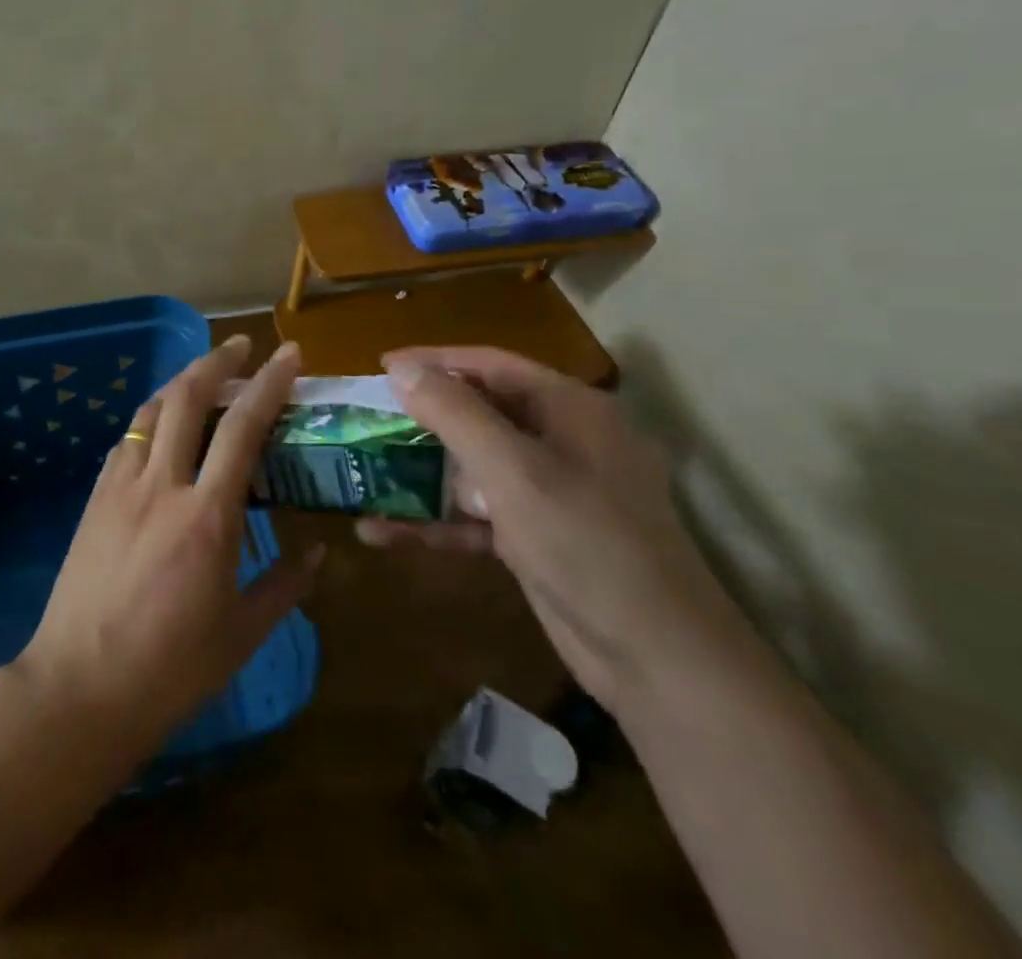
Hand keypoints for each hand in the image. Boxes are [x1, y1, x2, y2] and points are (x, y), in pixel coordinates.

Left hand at [16, 334, 324, 752]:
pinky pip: (127, 440)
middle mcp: (162, 485)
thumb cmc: (170, 669)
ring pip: (151, 410)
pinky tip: (162, 429)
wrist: (79, 687)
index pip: (243, 427)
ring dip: (180, 382)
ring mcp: (121, 486)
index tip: (289, 355)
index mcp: (207, 516)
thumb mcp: (242, 635)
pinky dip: (151, 419)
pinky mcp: (95, 498)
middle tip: (240, 346)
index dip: (269, 383)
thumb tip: (318, 554)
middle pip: (187, 397)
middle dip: (216, 361)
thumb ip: (285, 587)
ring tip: (203, 376)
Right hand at [358, 347, 742, 714]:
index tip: (380, 367)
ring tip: (364, 473)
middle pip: (479, 414)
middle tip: (367, 420)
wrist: (658, 660)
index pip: (490, 365)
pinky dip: (435, 521)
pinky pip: (476, 515)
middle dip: (421, 420)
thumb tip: (403, 370)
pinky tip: (382, 532)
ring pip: (473, 468)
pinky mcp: (537, 537)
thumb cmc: (587, 543)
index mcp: (570, 410)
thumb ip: (455, 415)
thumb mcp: (514, 471)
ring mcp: (551, 493)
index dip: (434, 362)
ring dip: (420, 474)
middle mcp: (562, 442)